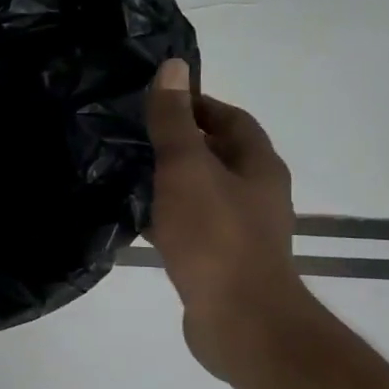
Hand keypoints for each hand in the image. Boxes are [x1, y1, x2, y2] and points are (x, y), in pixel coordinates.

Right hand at [145, 59, 314, 382]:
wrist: (239, 321)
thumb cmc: (215, 237)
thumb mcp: (187, 169)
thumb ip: (174, 121)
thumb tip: (173, 67)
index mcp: (259, 166)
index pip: (232, 119)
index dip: (198, 105)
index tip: (158, 102)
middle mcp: (258, 194)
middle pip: (218, 156)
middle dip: (180, 144)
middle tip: (134, 136)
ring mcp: (242, 232)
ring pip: (203, 193)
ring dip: (172, 182)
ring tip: (129, 174)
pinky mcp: (222, 262)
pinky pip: (192, 227)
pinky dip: (168, 218)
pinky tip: (138, 221)